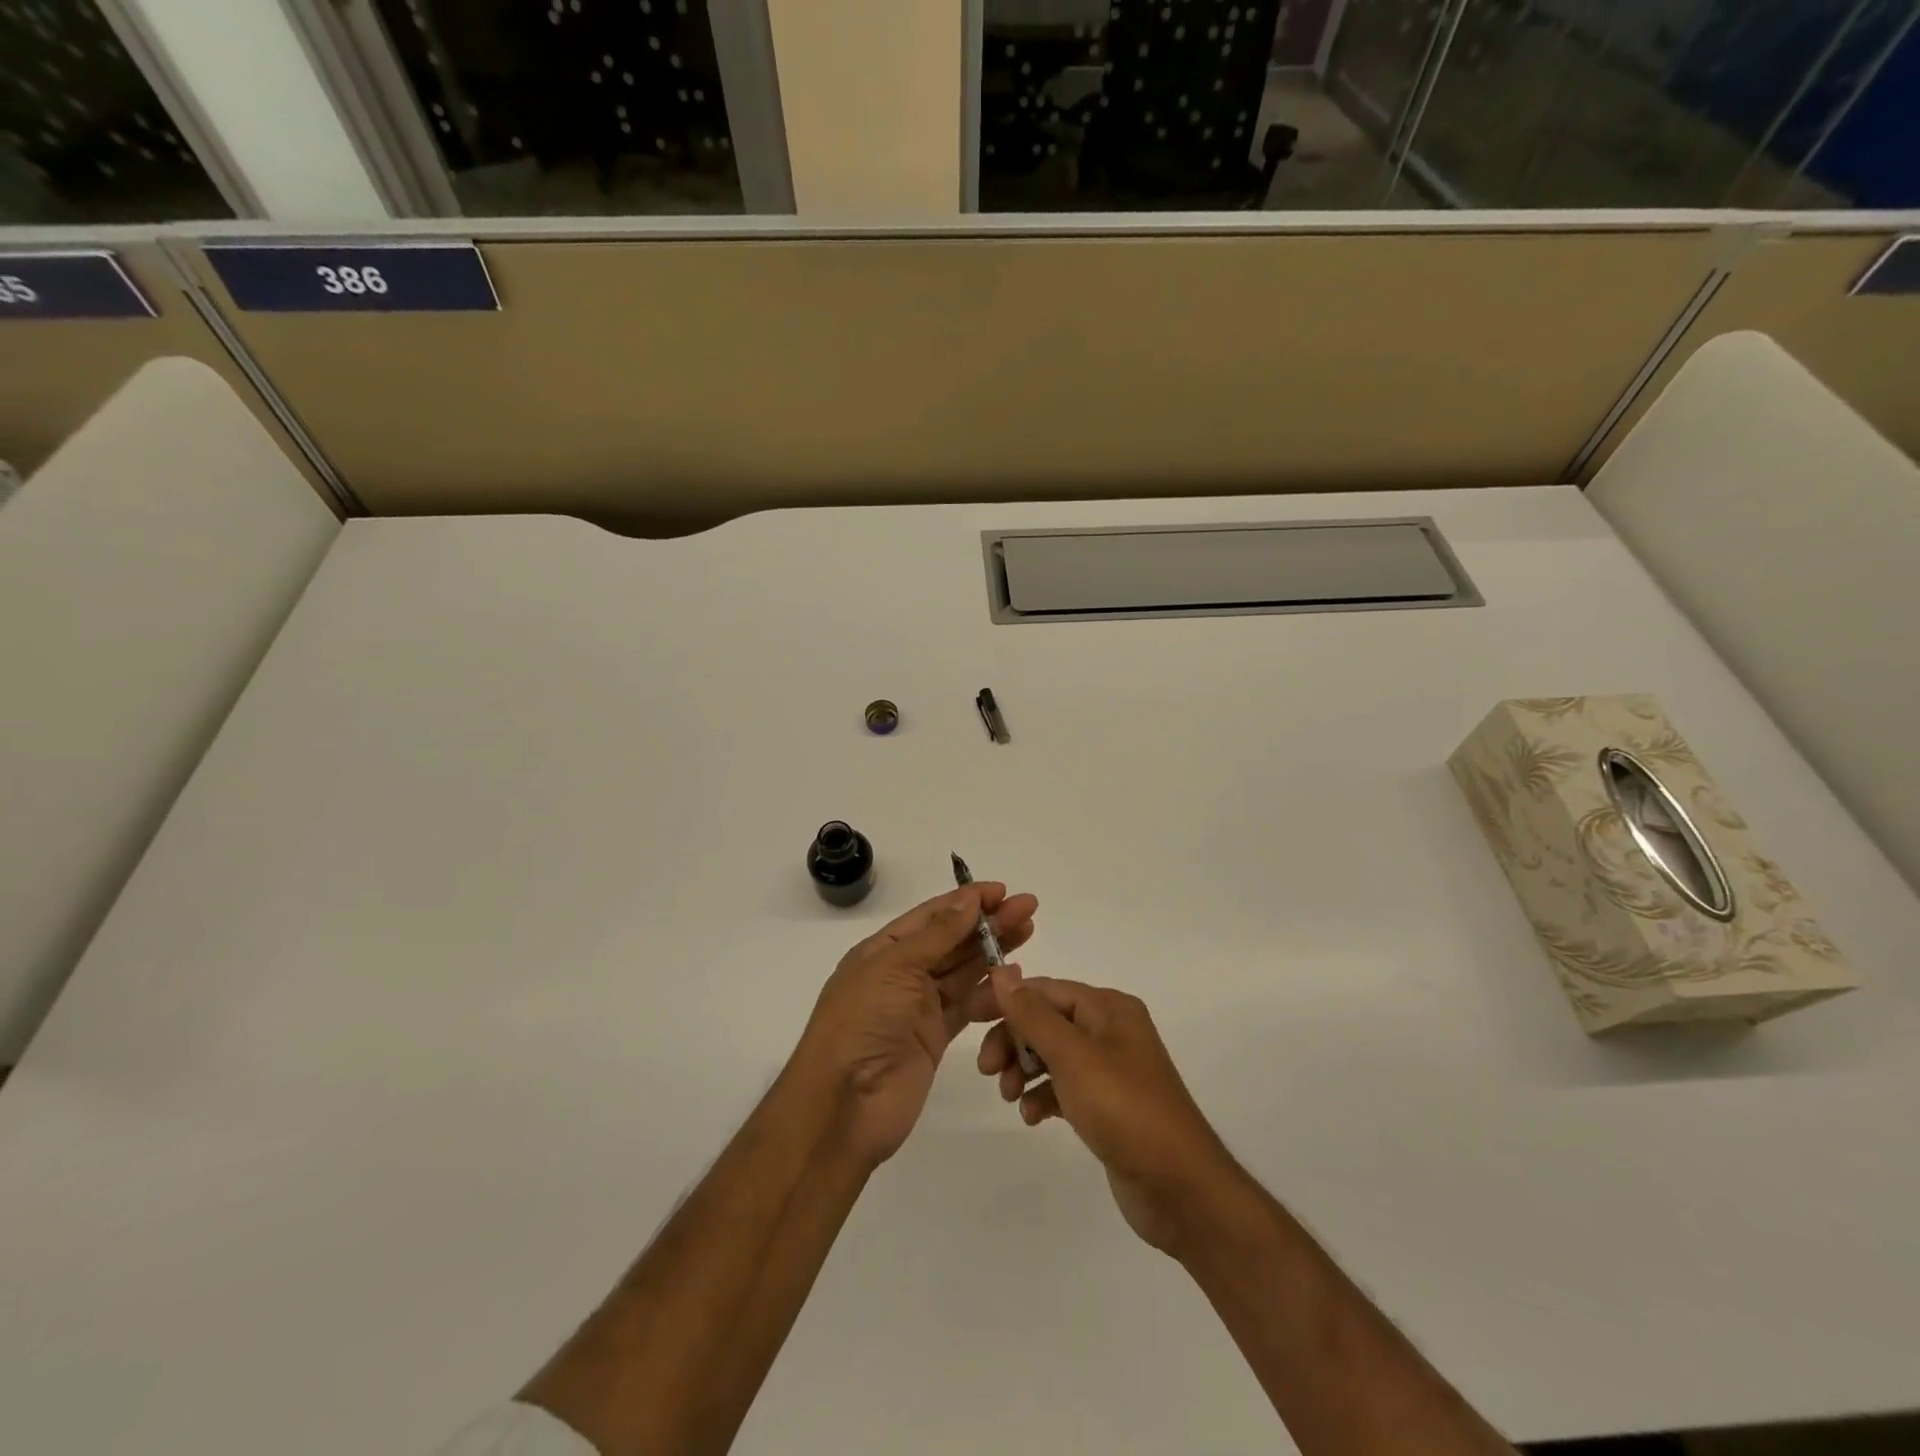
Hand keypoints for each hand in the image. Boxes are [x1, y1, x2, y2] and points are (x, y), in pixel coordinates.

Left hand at [791, 884, 1037, 1168]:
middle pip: (951, 940)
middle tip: (1028, 907)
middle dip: (988, 922)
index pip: (931, 916)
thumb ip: (937, 935)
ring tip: (1028, 932)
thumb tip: (968, 899)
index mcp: (882, 950)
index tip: (1002, 890)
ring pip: (963, 970)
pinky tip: (1013, 978)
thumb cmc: (862, 1022)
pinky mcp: (935, 1037)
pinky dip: (990, 992)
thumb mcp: (895, 967)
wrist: (845, 1104)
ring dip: (993, 951)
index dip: (966, 901)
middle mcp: (901, 973)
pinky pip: (968, 1005)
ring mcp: (918, 1006)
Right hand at [979, 972, 1244, 1255]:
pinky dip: (1043, 1096)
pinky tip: (1032, 1117)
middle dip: (1014, 1041)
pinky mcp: (1107, 1104)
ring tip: (1009, 1097)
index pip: (1045, 989)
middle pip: (1046, 1021)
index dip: (1006, 1000)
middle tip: (988, 1071)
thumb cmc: (1124, 1108)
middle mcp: (1110, 1030)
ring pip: (1051, 1055)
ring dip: (1024, 1070)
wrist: (1179, 1188)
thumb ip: (1033, 1014)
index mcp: (1108, 1008)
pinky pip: (1064, 1087)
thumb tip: (1001, 972)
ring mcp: (1110, 1069)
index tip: (968, 1017)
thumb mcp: (1073, 1056)